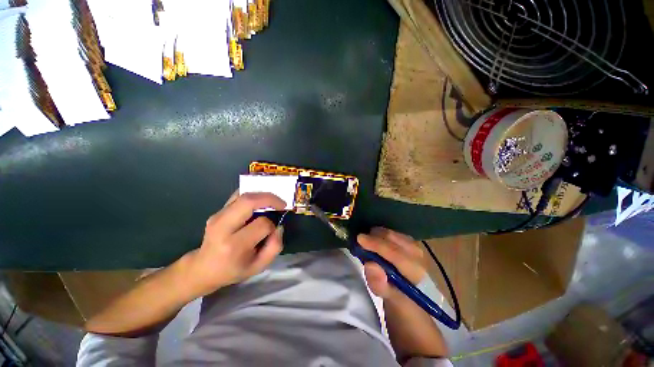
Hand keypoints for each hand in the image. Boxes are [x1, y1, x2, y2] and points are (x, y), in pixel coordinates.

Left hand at [181, 192, 285, 298]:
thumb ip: (274, 246)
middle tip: (281, 203)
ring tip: (273, 202)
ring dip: (262, 195)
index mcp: (234, 245)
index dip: (272, 225)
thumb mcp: (258, 266)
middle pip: (248, 202)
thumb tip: (279, 226)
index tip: (274, 230)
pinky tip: (260, 201)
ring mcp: (218, 217)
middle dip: (270, 198)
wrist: (203, 268)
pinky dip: (252, 195)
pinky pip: (238, 196)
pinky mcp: (217, 211)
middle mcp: (223, 227)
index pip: (262, 224)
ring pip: (243, 195)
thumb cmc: (233, 269)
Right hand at [357, 228, 425, 299]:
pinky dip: (381, 234)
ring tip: (367, 241)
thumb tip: (370, 265)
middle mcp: (418, 254)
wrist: (410, 292)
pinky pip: (393, 231)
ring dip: (377, 234)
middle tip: (360, 241)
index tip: (359, 239)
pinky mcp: (411, 241)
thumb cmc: (397, 295)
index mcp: (415, 270)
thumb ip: (379, 284)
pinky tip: (376, 240)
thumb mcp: (386, 297)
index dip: (375, 244)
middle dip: (373, 237)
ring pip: (391, 232)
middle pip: (392, 237)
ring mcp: (416, 245)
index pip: (394, 252)